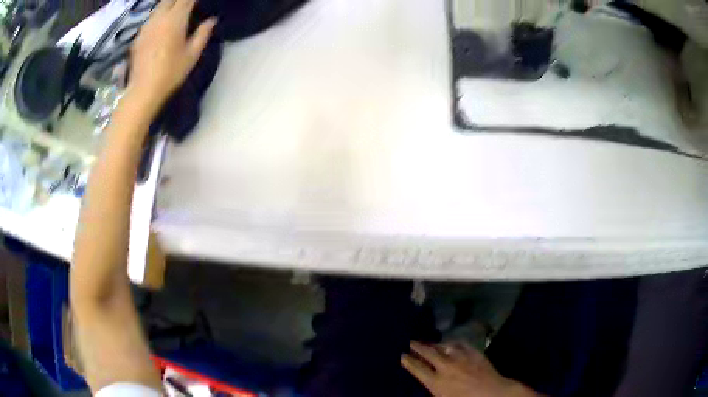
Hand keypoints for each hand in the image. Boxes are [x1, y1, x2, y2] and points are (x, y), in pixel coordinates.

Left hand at [128, 0, 215, 110]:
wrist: (143, 91)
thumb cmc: (171, 73)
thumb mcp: (192, 55)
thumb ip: (203, 33)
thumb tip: (212, 20)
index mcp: (175, 19)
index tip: (197, 2)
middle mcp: (159, 18)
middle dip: (180, 0)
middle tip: (188, 5)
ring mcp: (147, 26)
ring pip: (159, 6)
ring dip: (169, 5)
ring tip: (175, 12)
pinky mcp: (139, 36)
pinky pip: (151, 18)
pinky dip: (159, 16)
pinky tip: (162, 26)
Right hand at [402, 341, 538, 396]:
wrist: (493, 394)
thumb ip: (434, 389)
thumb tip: (428, 381)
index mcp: (436, 382)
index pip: (417, 369)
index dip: (408, 361)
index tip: (402, 355)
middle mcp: (445, 367)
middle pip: (428, 354)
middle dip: (418, 347)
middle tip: (411, 342)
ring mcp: (461, 358)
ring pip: (444, 347)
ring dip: (435, 344)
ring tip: (429, 342)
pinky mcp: (474, 353)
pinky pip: (461, 345)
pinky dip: (454, 343)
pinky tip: (451, 342)